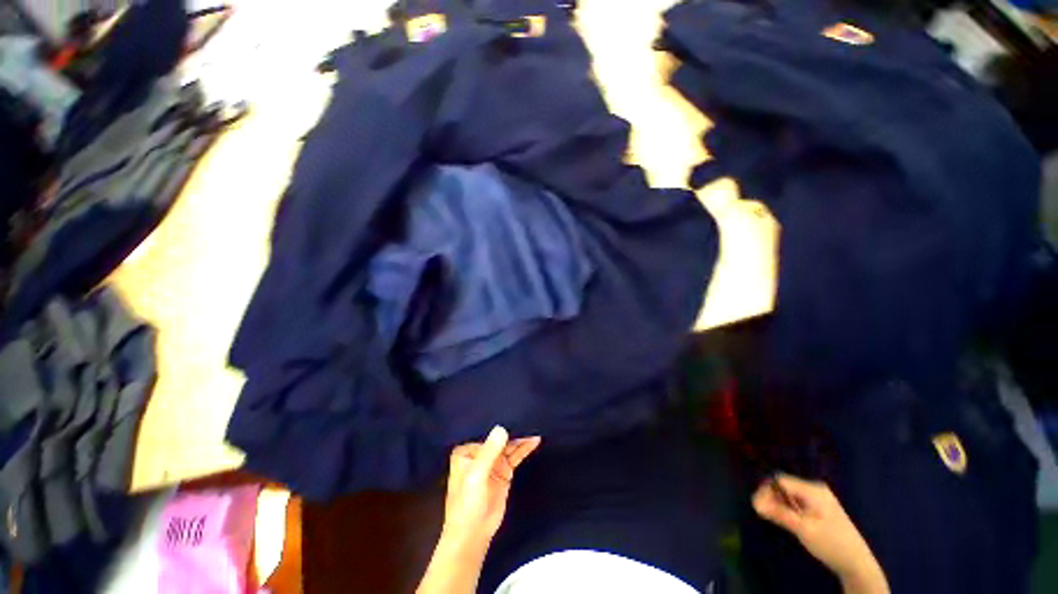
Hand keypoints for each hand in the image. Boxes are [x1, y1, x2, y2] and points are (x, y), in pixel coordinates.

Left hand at [443, 426, 540, 547]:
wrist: (474, 534)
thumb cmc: (467, 504)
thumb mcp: (476, 476)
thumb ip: (489, 452)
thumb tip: (501, 428)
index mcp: (467, 451)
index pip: (484, 431)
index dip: (497, 422)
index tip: (511, 409)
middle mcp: (480, 453)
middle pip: (499, 437)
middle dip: (512, 429)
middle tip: (528, 416)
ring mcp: (493, 462)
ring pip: (509, 445)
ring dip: (521, 438)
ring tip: (534, 426)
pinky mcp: (504, 471)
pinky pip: (515, 456)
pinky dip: (524, 448)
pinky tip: (534, 440)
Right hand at [752, 474, 888, 593]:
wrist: (857, 563)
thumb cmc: (831, 544)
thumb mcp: (803, 529)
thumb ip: (779, 513)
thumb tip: (754, 501)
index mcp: (813, 490)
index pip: (780, 481)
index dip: (766, 490)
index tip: (756, 505)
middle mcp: (815, 489)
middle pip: (785, 486)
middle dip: (772, 498)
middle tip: (763, 513)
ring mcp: (819, 499)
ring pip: (790, 495)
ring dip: (780, 505)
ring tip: (775, 518)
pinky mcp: (820, 508)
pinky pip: (797, 502)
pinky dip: (789, 509)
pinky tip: (788, 521)